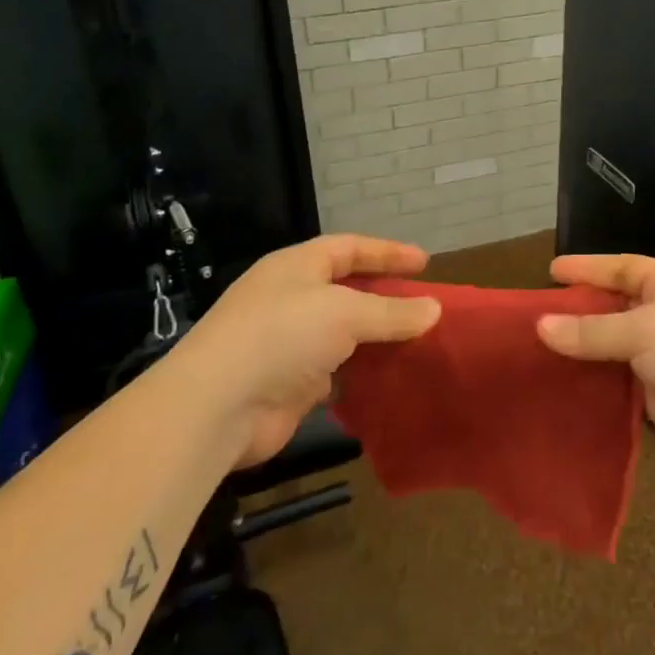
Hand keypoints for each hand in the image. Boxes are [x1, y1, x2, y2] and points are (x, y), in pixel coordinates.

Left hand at [169, 234, 441, 467]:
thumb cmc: (282, 336)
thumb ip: (392, 312)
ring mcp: (289, 343)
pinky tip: (393, 378)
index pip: (348, 248)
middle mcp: (291, 299)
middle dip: (386, 297)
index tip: (425, 263)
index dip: (387, 252)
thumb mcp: (345, 313)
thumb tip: (435, 309)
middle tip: (425, 306)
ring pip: (344, 334)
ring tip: (419, 343)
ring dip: (378, 338)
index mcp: (296, 267)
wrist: (219, 406)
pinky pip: (338, 372)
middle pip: (347, 291)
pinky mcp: (291, 384)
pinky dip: (364, 374)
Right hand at [536, 253, 654, 476]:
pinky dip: (596, 382)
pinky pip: (620, 383)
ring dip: (585, 349)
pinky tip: (565, 383)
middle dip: (581, 310)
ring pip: (616, 348)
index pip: (625, 268)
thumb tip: (541, 326)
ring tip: (541, 349)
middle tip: (539, 313)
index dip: (589, 268)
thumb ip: (591, 330)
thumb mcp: (644, 330)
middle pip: (617, 308)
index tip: (551, 271)